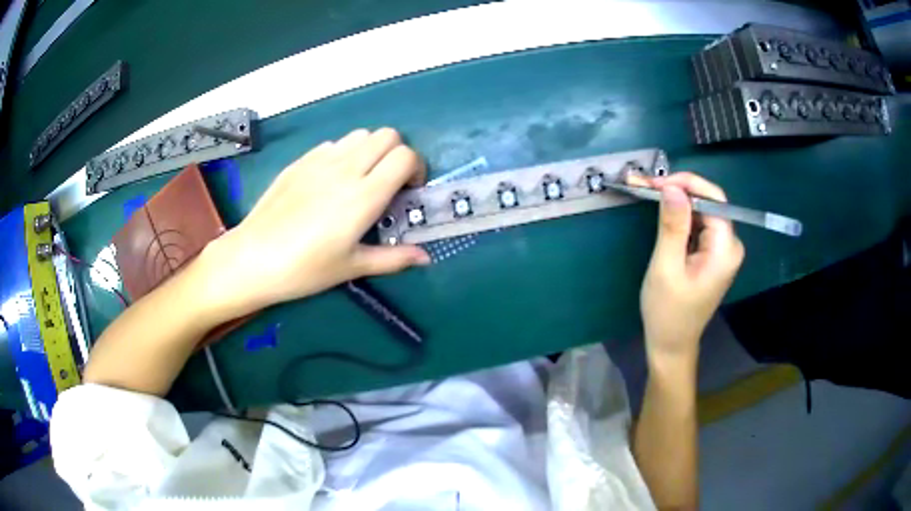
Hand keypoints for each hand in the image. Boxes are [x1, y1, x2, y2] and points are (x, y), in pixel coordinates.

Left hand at [204, 128, 429, 317]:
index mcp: (364, 196)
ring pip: (360, 135)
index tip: (409, 191)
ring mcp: (320, 161)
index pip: (405, 156)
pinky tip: (331, 182)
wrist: (253, 258)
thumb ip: (394, 258)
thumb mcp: (352, 267)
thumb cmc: (305, 269)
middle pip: (387, 135)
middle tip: (389, 183)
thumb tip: (426, 258)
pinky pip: (333, 144)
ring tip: (361, 179)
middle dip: (397, 154)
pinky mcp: (300, 161)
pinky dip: (344, 154)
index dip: (416, 168)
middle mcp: (346, 169)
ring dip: (371, 151)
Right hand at [629, 172, 744, 367]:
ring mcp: (722, 249)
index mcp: (725, 248)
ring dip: (675, 202)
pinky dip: (679, 216)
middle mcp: (730, 244)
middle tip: (644, 186)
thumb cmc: (668, 312)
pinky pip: (698, 225)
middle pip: (708, 203)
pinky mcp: (712, 254)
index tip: (654, 183)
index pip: (713, 199)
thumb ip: (673, 226)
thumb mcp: (666, 267)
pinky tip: (661, 211)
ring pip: (701, 211)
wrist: (671, 345)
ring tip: (646, 193)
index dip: (686, 184)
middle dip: (677, 190)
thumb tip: (672, 187)